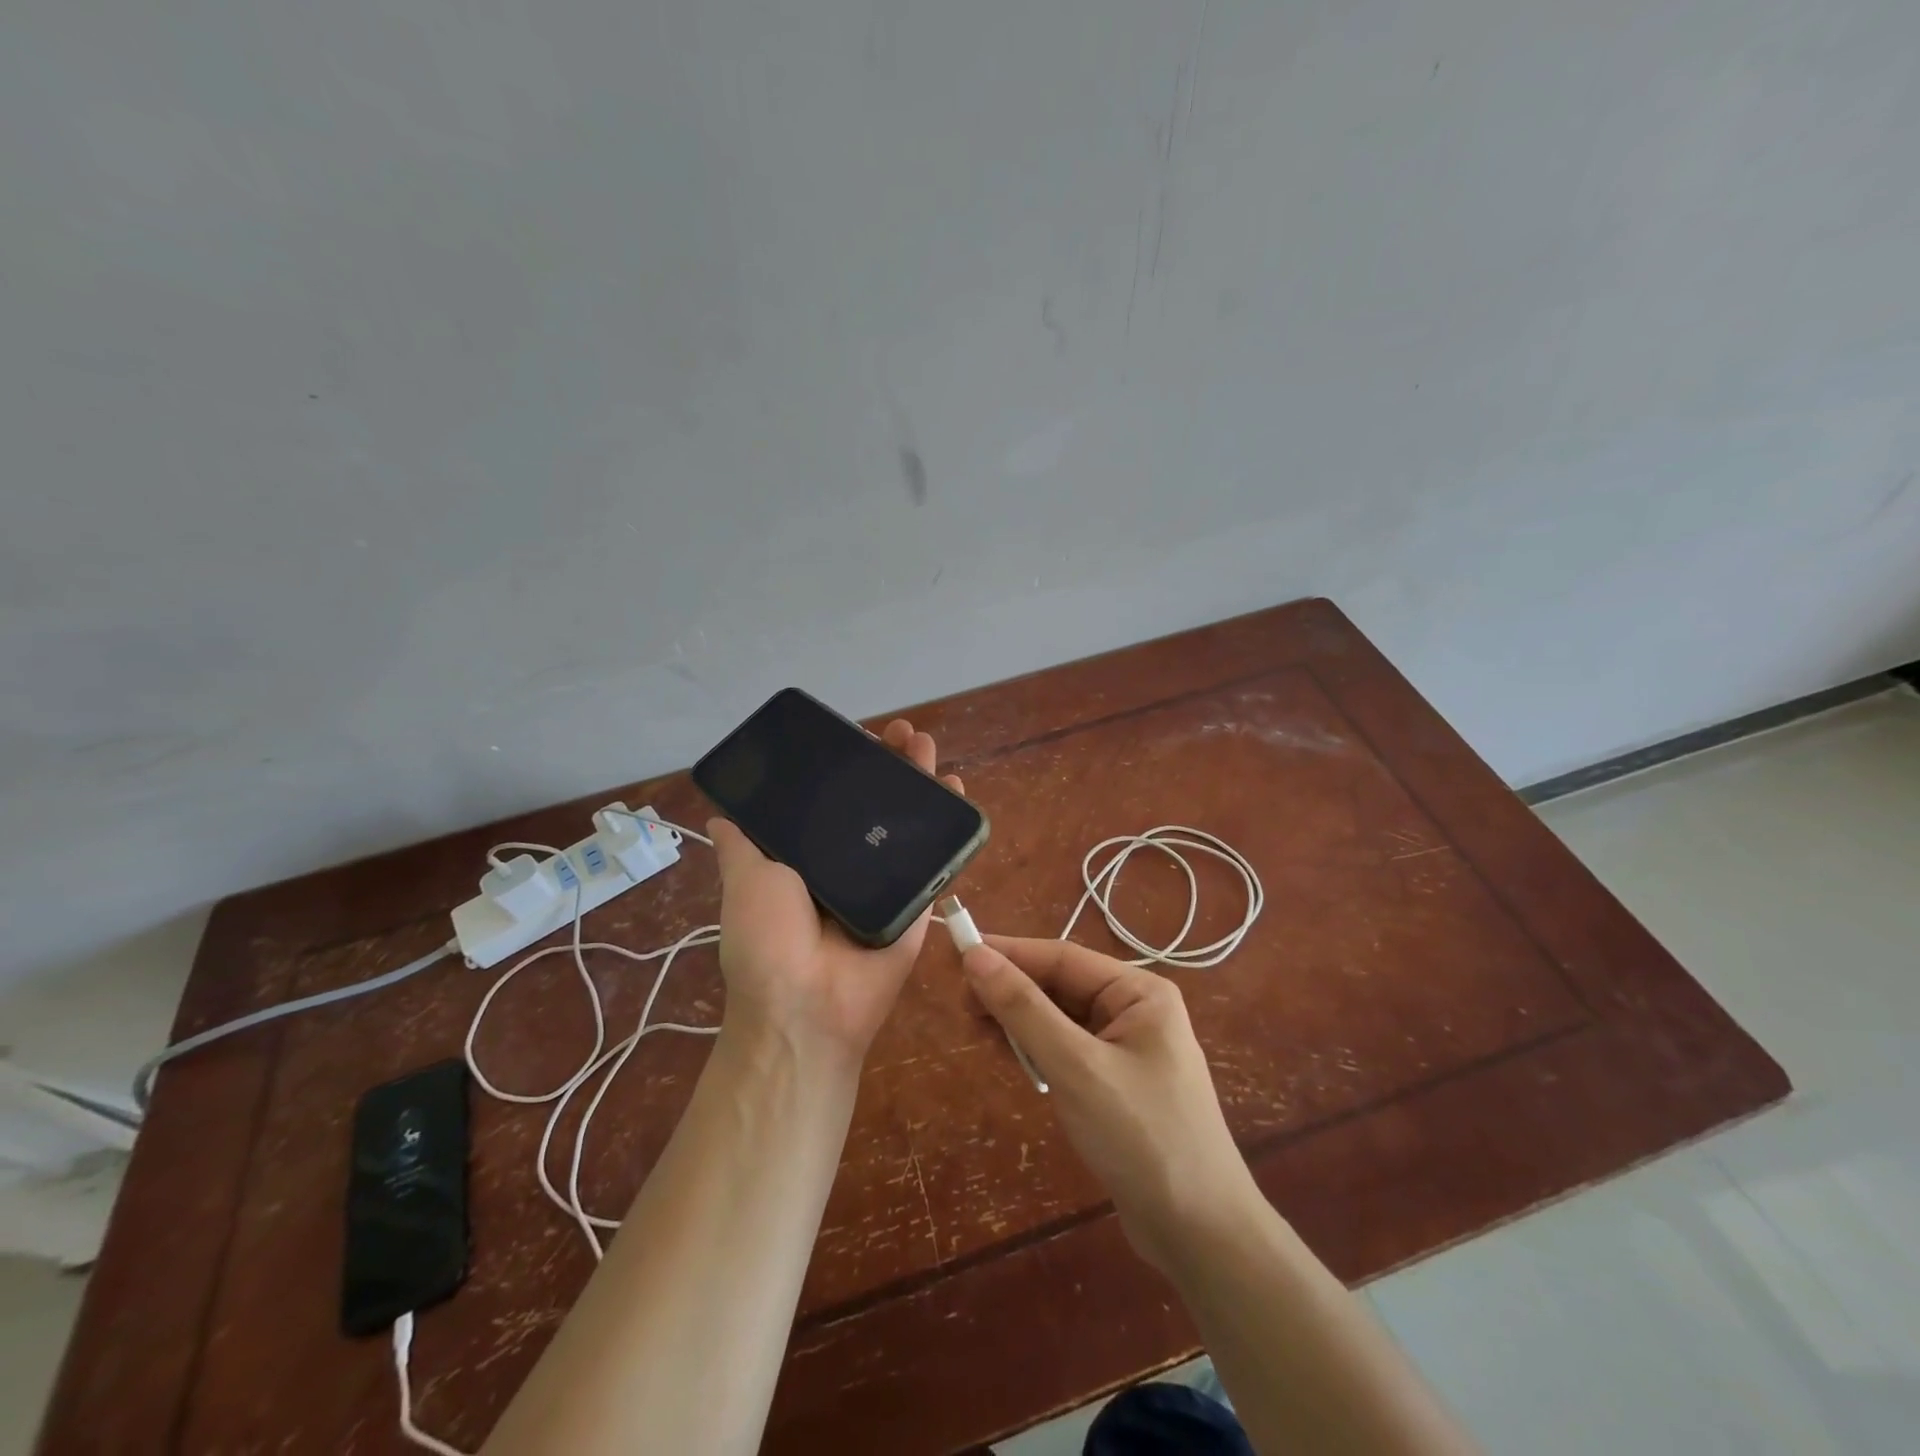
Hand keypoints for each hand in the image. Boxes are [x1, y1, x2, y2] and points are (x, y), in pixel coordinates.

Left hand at [709, 719, 965, 1069]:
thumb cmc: (768, 940)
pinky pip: (937, 855)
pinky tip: (953, 784)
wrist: (809, 1005)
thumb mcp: (745, 882)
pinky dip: (948, 822)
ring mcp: (887, 878)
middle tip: (901, 732)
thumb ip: (741, 846)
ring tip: (926, 743)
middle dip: (889, 763)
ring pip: (908, 820)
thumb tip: (720, 815)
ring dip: (920, 779)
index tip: (858, 734)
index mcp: (809, 856)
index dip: (846, 766)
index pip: (832, 799)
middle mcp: (849, 862)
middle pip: (875, 802)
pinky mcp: (919, 896)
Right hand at [961, 937, 1259, 1272]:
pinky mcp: (1114, 1085)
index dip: (1009, 953)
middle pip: (1060, 986)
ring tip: (975, 1029)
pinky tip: (1008, 1056)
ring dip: (1019, 1022)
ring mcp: (1126, 1049)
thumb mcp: (1076, 1067)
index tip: (958, 954)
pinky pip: (1066, 1051)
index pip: (1062, 957)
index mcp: (1138, 992)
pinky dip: (1035, 1051)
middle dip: (1012, 991)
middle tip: (961, 1004)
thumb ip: (1023, 1009)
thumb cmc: (1141, 1137)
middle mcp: (1134, 1011)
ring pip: (1059, 1019)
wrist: (1202, 1236)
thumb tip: (975, 956)